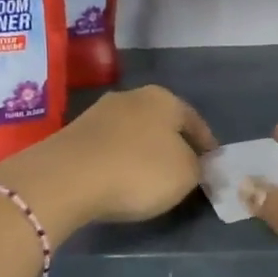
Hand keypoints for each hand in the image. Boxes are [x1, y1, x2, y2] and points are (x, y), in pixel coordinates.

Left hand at [0, 86, 216, 240]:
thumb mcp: (185, 175)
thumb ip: (197, 167)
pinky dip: (117, 161)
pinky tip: (118, 179)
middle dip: (171, 144)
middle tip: (181, 170)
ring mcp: (98, 113)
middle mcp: (131, 97)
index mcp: (163, 99)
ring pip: (131, 133)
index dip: (206, 144)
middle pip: (160, 122)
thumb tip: (194, 164)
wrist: (66, 178)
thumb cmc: (138, 171)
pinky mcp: (73, 134)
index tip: (211, 163)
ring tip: (148, 178)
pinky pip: (107, 147)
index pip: (194, 120)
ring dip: (141, 152)